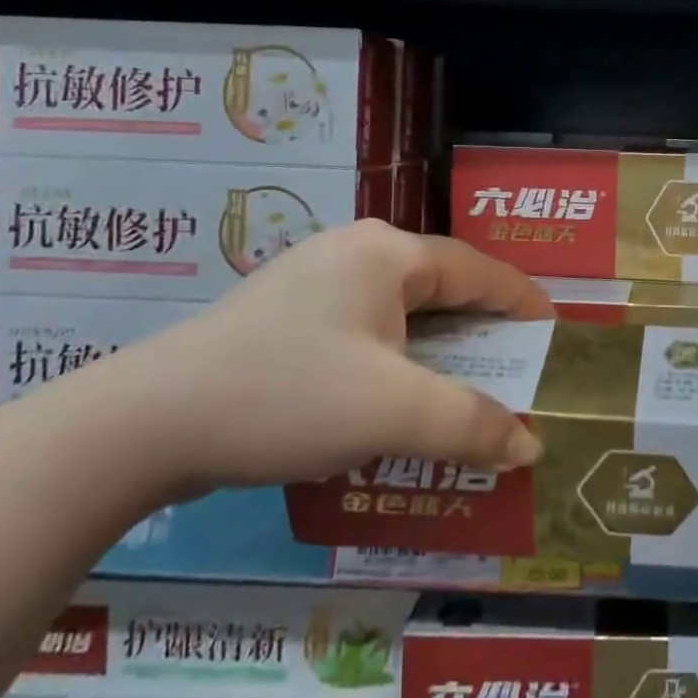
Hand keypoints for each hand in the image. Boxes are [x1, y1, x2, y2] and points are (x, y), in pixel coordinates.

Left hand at [109, 221, 553, 495]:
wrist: (143, 424)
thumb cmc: (288, 396)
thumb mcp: (395, 412)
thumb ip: (473, 425)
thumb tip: (529, 445)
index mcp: (388, 254)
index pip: (479, 270)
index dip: (523, 302)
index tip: (554, 333)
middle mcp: (355, 252)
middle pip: (440, 288)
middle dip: (481, 332)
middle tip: (513, 369)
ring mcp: (313, 280)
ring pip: (399, 312)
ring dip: (435, 351)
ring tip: (461, 390)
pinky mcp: (283, 315)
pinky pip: (362, 330)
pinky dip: (393, 361)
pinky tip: (391, 398)